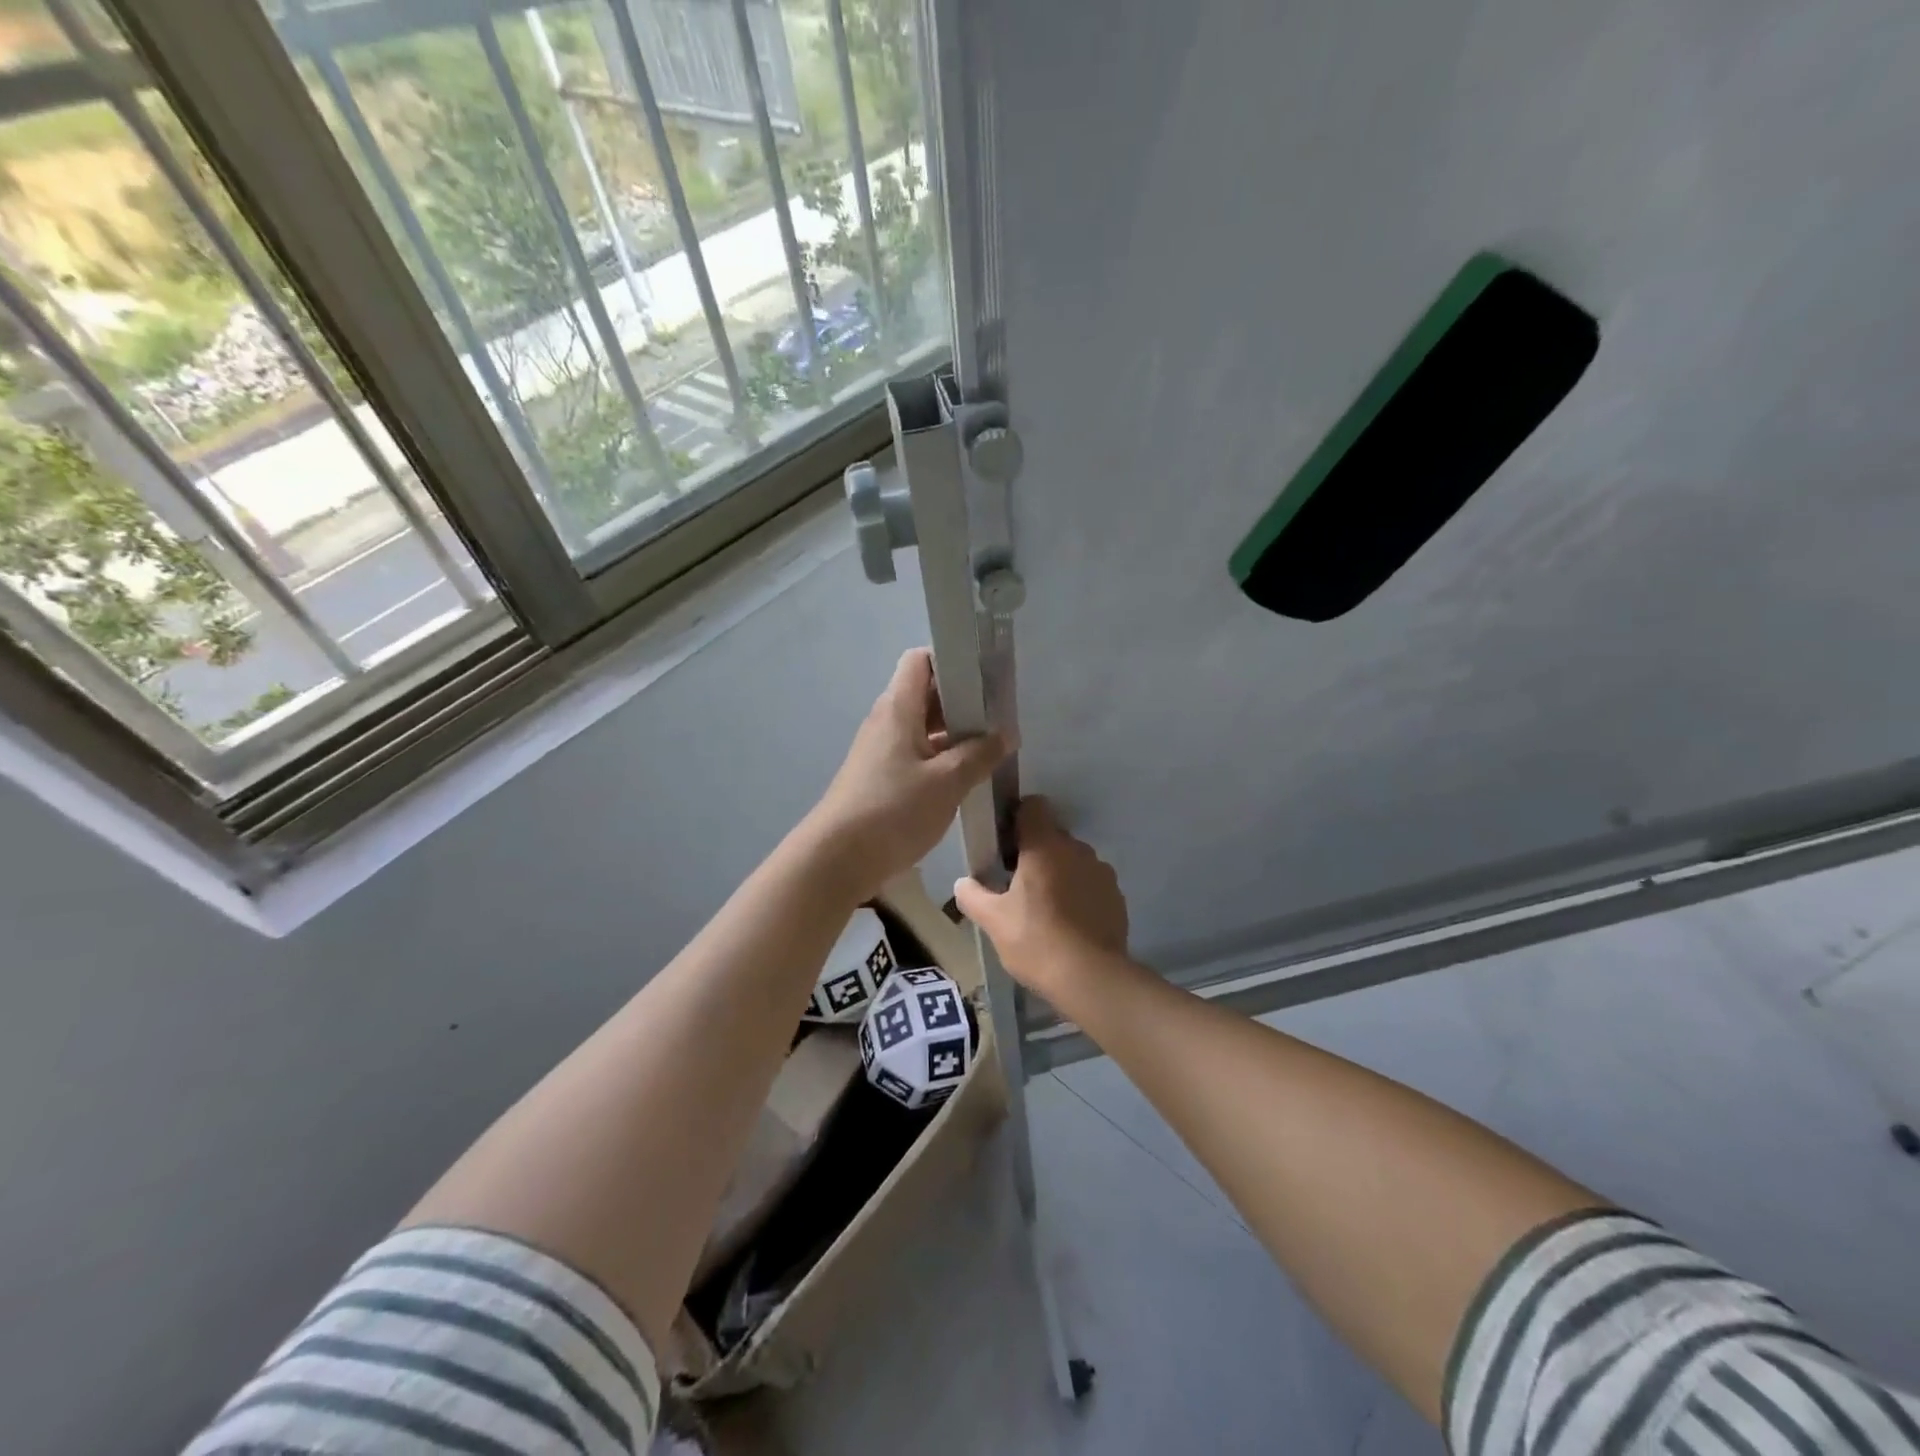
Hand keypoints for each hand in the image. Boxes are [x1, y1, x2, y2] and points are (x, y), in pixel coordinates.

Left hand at [802, 649, 1006, 900]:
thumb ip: (979, 755)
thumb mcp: (947, 782)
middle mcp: (887, 721)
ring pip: (923, 727)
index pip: (921, 661)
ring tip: (991, 747)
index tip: (986, 678)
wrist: (837, 859)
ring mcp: (881, 750)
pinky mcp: (881, 777)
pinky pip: (916, 754)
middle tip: (1000, 717)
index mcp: (898, 708)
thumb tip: (1005, 735)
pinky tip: (966, 777)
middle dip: (963, 701)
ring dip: (954, 733)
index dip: (952, 661)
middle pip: (925, 693)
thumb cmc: (892, 810)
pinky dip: (941, 758)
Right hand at [954, 798, 1128, 997]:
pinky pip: (1090, 883)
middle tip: (1016, 884)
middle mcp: (1077, 849)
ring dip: (1058, 873)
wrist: (1091, 978)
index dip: (1017, 817)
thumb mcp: (993, 921)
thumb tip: (962, 883)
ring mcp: (1101, 872)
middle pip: (1052, 835)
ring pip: (1072, 860)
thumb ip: (972, 895)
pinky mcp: (1116, 896)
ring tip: (1044, 908)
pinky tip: (1068, 923)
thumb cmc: (1036, 941)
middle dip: (1035, 852)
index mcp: (1045, 846)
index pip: (1033, 806)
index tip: (1005, 844)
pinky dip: (1078, 893)